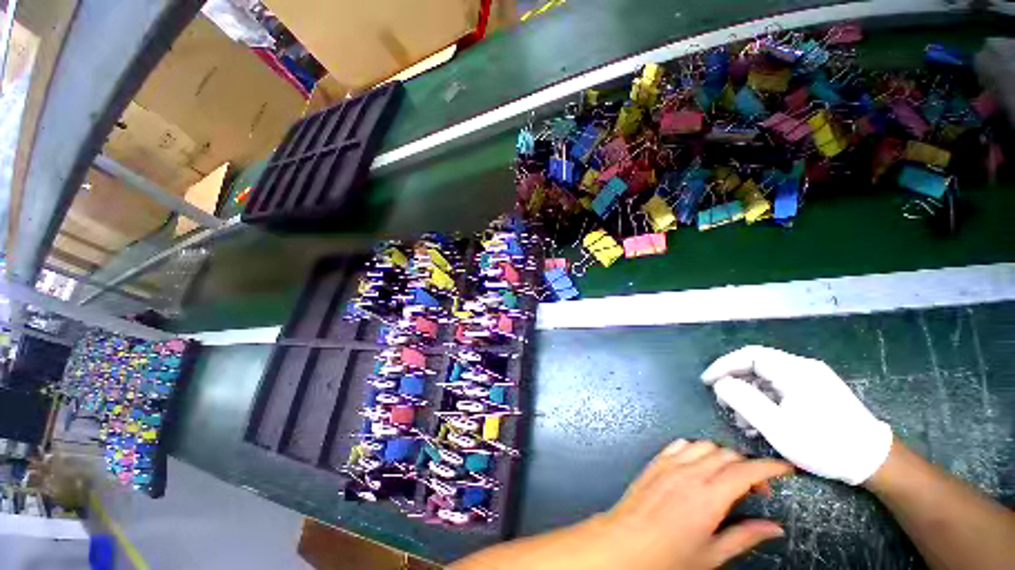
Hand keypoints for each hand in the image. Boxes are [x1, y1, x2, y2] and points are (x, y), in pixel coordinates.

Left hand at [598, 440, 791, 569]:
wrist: (626, 542)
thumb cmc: (669, 556)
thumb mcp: (712, 554)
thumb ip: (745, 537)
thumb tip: (773, 528)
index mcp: (709, 497)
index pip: (746, 471)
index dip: (770, 467)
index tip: (785, 469)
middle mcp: (690, 473)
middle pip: (727, 454)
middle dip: (748, 466)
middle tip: (755, 489)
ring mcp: (670, 464)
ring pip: (704, 445)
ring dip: (722, 456)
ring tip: (726, 478)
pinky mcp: (656, 461)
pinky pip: (680, 444)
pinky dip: (695, 449)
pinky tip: (697, 466)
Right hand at [701, 345, 892, 484]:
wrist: (873, 461)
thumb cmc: (823, 444)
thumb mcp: (777, 427)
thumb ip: (744, 400)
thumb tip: (721, 384)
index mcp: (794, 370)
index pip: (748, 355)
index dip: (723, 366)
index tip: (707, 382)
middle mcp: (803, 368)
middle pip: (757, 366)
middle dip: (736, 384)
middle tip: (726, 406)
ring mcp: (812, 380)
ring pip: (768, 379)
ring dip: (750, 397)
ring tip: (744, 422)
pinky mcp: (817, 392)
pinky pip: (782, 389)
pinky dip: (766, 402)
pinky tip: (763, 422)